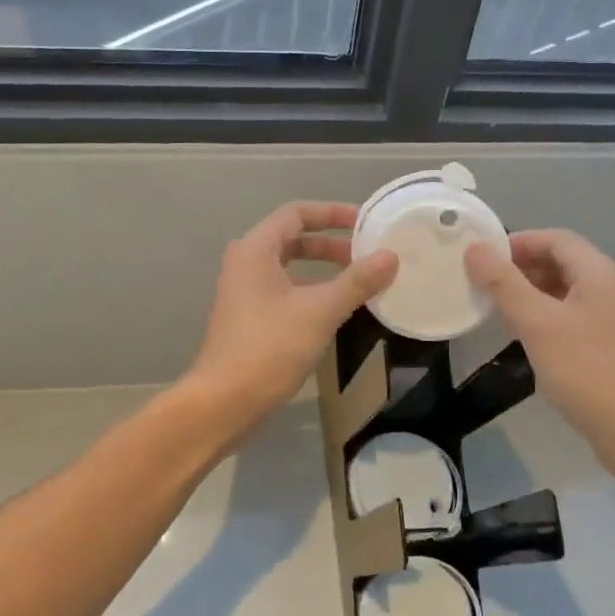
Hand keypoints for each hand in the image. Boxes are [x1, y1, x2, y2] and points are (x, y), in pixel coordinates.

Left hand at [187, 202, 397, 431]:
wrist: (223, 402)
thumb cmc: (269, 348)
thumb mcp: (320, 311)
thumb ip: (356, 281)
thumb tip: (391, 256)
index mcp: (255, 250)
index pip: (296, 213)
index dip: (332, 213)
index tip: (366, 222)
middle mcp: (245, 263)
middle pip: (292, 239)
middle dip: (331, 244)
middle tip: (367, 254)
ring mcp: (244, 292)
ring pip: (289, 267)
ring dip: (323, 269)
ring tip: (359, 280)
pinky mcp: (248, 318)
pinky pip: (284, 291)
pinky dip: (311, 291)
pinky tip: (336, 309)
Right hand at [465, 230, 614, 459]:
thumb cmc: (586, 370)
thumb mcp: (537, 323)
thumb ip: (504, 283)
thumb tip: (475, 248)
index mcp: (598, 273)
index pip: (556, 238)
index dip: (519, 242)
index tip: (484, 258)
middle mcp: (611, 288)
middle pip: (562, 262)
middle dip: (522, 268)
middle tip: (486, 284)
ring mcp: (613, 319)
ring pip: (566, 292)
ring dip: (531, 294)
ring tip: (499, 310)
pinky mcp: (610, 346)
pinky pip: (572, 317)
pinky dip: (545, 317)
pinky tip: (526, 339)